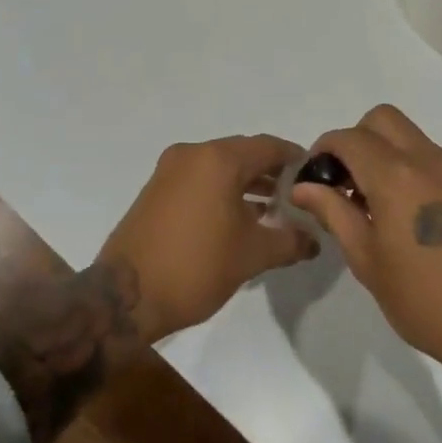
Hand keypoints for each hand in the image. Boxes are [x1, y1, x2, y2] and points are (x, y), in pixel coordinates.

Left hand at [103, 134, 317, 340]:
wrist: (126, 296)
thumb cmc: (196, 267)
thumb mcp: (252, 255)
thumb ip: (290, 241)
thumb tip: (314, 239)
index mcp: (218, 160)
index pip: (268, 146)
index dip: (294, 158)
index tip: (314, 175)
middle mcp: (192, 154)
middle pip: (242, 153)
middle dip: (271, 172)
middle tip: (296, 195)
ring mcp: (169, 170)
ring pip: (219, 166)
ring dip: (246, 182)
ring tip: (272, 209)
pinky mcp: (155, 189)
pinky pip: (199, 179)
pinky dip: (221, 190)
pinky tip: (238, 216)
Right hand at [291, 105, 441, 386]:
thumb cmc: (426, 301)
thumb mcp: (367, 261)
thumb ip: (334, 213)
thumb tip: (304, 187)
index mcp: (397, 176)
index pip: (349, 138)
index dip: (323, 151)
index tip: (313, 181)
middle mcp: (429, 160)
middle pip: (382, 119)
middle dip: (354, 141)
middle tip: (343, 183)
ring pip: (409, 136)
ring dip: (383, 153)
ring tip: (372, 203)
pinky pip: (431, 158)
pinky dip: (408, 168)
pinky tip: (404, 214)